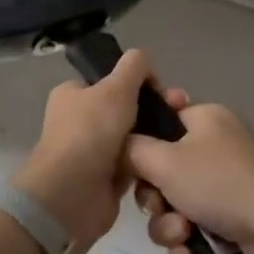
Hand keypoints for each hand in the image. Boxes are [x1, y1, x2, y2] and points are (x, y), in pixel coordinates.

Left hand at [11, 49, 182, 252]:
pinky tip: (168, 159)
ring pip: (133, 137)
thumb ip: (133, 67)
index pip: (109, 80)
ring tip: (180, 136)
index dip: (136, 81)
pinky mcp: (106, 179)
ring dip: (153, 137)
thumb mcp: (115, 88)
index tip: (161, 89)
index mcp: (73, 94)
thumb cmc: (91, 132)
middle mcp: (79, 121)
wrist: (74, 194)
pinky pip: (135, 165)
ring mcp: (93, 151)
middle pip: (124, 108)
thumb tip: (142, 59)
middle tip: (179, 111)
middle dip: (152, 109)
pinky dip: (149, 163)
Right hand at [125, 103, 253, 253]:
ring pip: (174, 202)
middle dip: (154, 197)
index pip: (161, 116)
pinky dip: (188, 241)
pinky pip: (195, 226)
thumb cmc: (221, 185)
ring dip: (169, 225)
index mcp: (204, 119)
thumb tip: (118, 143)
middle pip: (161, 167)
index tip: (131, 162)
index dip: (141, 140)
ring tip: (182, 238)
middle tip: (159, 207)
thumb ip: (131, 149)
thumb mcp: (164, 161)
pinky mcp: (235, 218)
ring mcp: (227, 183)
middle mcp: (216, 145)